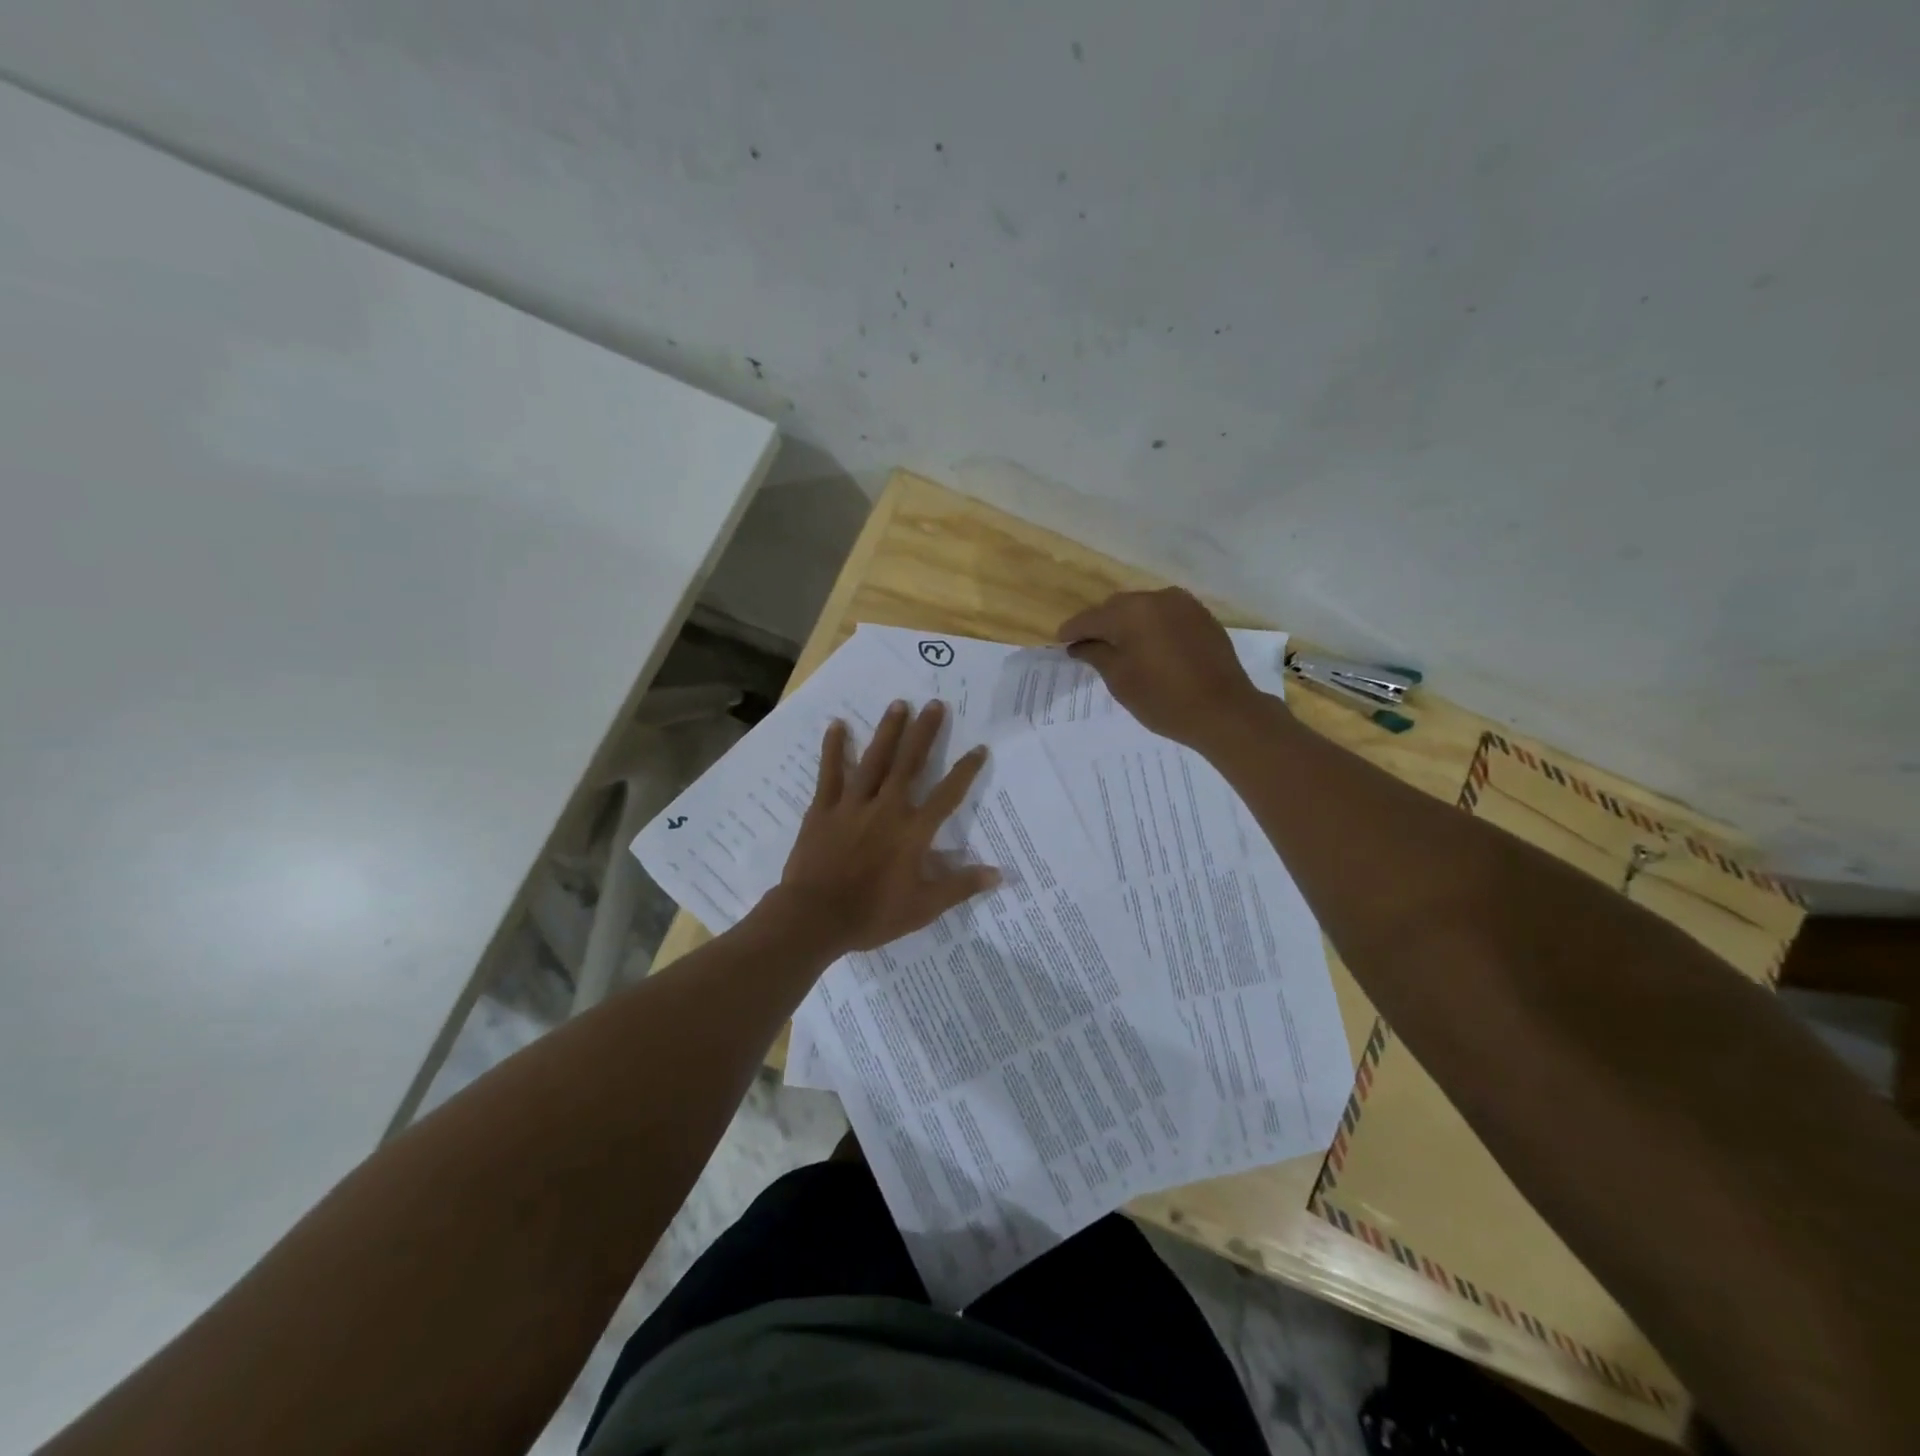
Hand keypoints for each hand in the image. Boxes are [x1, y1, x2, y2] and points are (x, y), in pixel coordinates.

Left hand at [771, 700, 998, 956]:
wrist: (815, 917)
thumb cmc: (872, 914)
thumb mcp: (923, 907)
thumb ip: (960, 886)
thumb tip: (999, 873)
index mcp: (913, 832)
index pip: (946, 795)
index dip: (965, 771)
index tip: (979, 747)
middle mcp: (886, 809)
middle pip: (909, 764)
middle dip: (924, 733)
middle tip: (934, 703)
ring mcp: (853, 805)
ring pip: (874, 760)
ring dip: (887, 731)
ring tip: (898, 704)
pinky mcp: (824, 809)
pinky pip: (830, 773)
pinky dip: (833, 749)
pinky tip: (837, 725)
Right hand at [1057, 587, 1273, 748]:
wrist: (1224, 711)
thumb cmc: (1164, 699)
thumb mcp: (1120, 681)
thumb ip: (1096, 655)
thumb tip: (1079, 644)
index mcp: (1131, 612)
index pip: (1090, 618)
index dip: (1072, 630)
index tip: (1060, 642)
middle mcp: (1156, 598)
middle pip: (1117, 608)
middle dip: (1101, 625)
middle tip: (1088, 647)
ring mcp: (1183, 605)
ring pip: (1142, 608)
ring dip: (1127, 624)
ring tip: (1120, 648)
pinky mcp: (1202, 616)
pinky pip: (1165, 615)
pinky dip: (1151, 627)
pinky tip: (1149, 647)